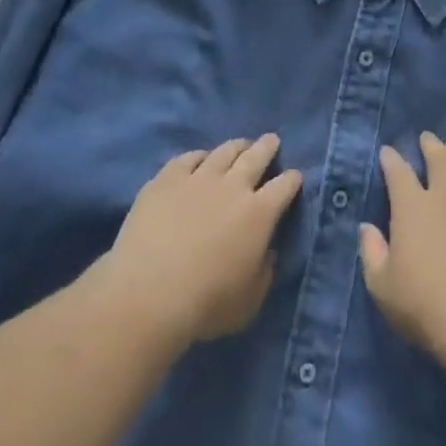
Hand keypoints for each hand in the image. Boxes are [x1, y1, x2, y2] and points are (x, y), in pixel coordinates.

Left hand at [94, 135, 303, 346]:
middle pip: (256, 157)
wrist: (150, 292)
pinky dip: (199, 156)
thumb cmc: (206, 305)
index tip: (295, 177)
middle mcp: (233, 187)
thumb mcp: (249, 302)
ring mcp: (198, 178)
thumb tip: (266, 252)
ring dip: (236, 146)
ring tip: (241, 144)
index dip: (292, 180)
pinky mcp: (167, 179)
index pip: (284, 187)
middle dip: (267, 147)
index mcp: (259, 214)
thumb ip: (263, 273)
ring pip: (223, 152)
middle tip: (272, 140)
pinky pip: (188, 158)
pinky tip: (200, 157)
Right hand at [360, 132, 445, 358]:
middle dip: (432, 146)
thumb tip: (367, 228)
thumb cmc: (424, 306)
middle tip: (428, 139)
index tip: (387, 152)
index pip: (399, 172)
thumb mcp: (382, 286)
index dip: (391, 159)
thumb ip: (371, 252)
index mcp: (413, 208)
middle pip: (440, 160)